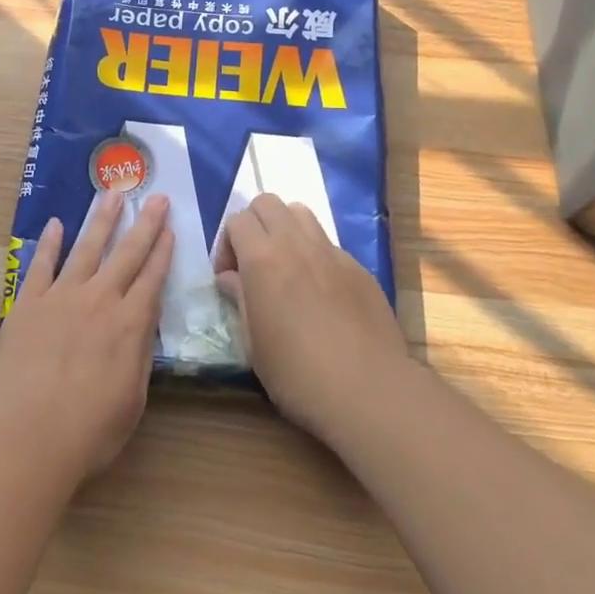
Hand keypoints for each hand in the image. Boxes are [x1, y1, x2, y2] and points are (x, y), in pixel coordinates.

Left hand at [0, 193, 172, 487]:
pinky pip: (41, 265)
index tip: (170, 227)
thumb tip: (143, 324)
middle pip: (126, 253)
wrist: (25, 438)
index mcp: (129, 324)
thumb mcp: (131, 400)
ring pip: (86, 248)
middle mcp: (99, 300)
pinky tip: (55, 224)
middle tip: (156, 197)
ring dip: (101, 220)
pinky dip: (49, 243)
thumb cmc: (86, 432)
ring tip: (111, 194)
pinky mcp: (27, 304)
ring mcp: (60, 297)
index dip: (163, 251)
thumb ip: (139, 356)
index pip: (152, 277)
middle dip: (144, 224)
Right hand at [214, 194, 405, 440]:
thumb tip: (230, 278)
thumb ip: (239, 300)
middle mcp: (296, 243)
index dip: (226, 245)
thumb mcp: (253, 343)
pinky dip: (315, 254)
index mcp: (262, 258)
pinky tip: (320, 292)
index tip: (229, 278)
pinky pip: (329, 244)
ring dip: (286, 230)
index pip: (237, 220)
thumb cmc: (297, 373)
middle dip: (254, 225)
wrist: (368, 390)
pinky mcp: (359, 268)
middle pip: (268, 203)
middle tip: (254, 263)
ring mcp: (332, 252)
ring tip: (286, 267)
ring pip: (302, 213)